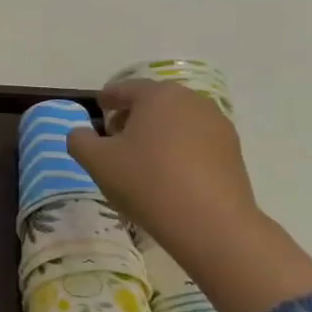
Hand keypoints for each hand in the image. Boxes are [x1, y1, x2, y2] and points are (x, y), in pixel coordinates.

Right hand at [66, 80, 258, 255]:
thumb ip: (79, 140)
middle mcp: (191, 101)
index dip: (107, 98)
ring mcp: (217, 125)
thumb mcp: (96, 161)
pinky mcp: (232, 151)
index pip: (125, 88)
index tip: (99, 109)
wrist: (210, 222)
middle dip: (132, 116)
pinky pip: (195, 141)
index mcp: (158, 95)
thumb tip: (82, 133)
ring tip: (141, 160)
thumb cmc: (146, 182)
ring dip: (156, 133)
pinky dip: (178, 149)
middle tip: (114, 139)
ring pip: (176, 121)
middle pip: (154, 102)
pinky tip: (168, 175)